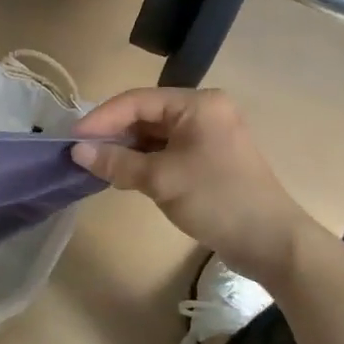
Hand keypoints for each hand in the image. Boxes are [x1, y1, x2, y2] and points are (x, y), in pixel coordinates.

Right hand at [71, 88, 313, 283]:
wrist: (271, 243)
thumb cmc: (216, 200)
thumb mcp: (161, 180)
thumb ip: (117, 162)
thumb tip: (77, 151)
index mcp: (198, 104)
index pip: (137, 100)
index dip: (101, 118)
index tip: (72, 137)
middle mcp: (204, 110)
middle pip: (146, 114)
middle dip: (113, 133)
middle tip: (80, 151)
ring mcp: (208, 134)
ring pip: (155, 133)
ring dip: (127, 148)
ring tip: (96, 163)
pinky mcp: (209, 157)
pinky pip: (168, 149)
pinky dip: (145, 160)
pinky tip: (124, 173)